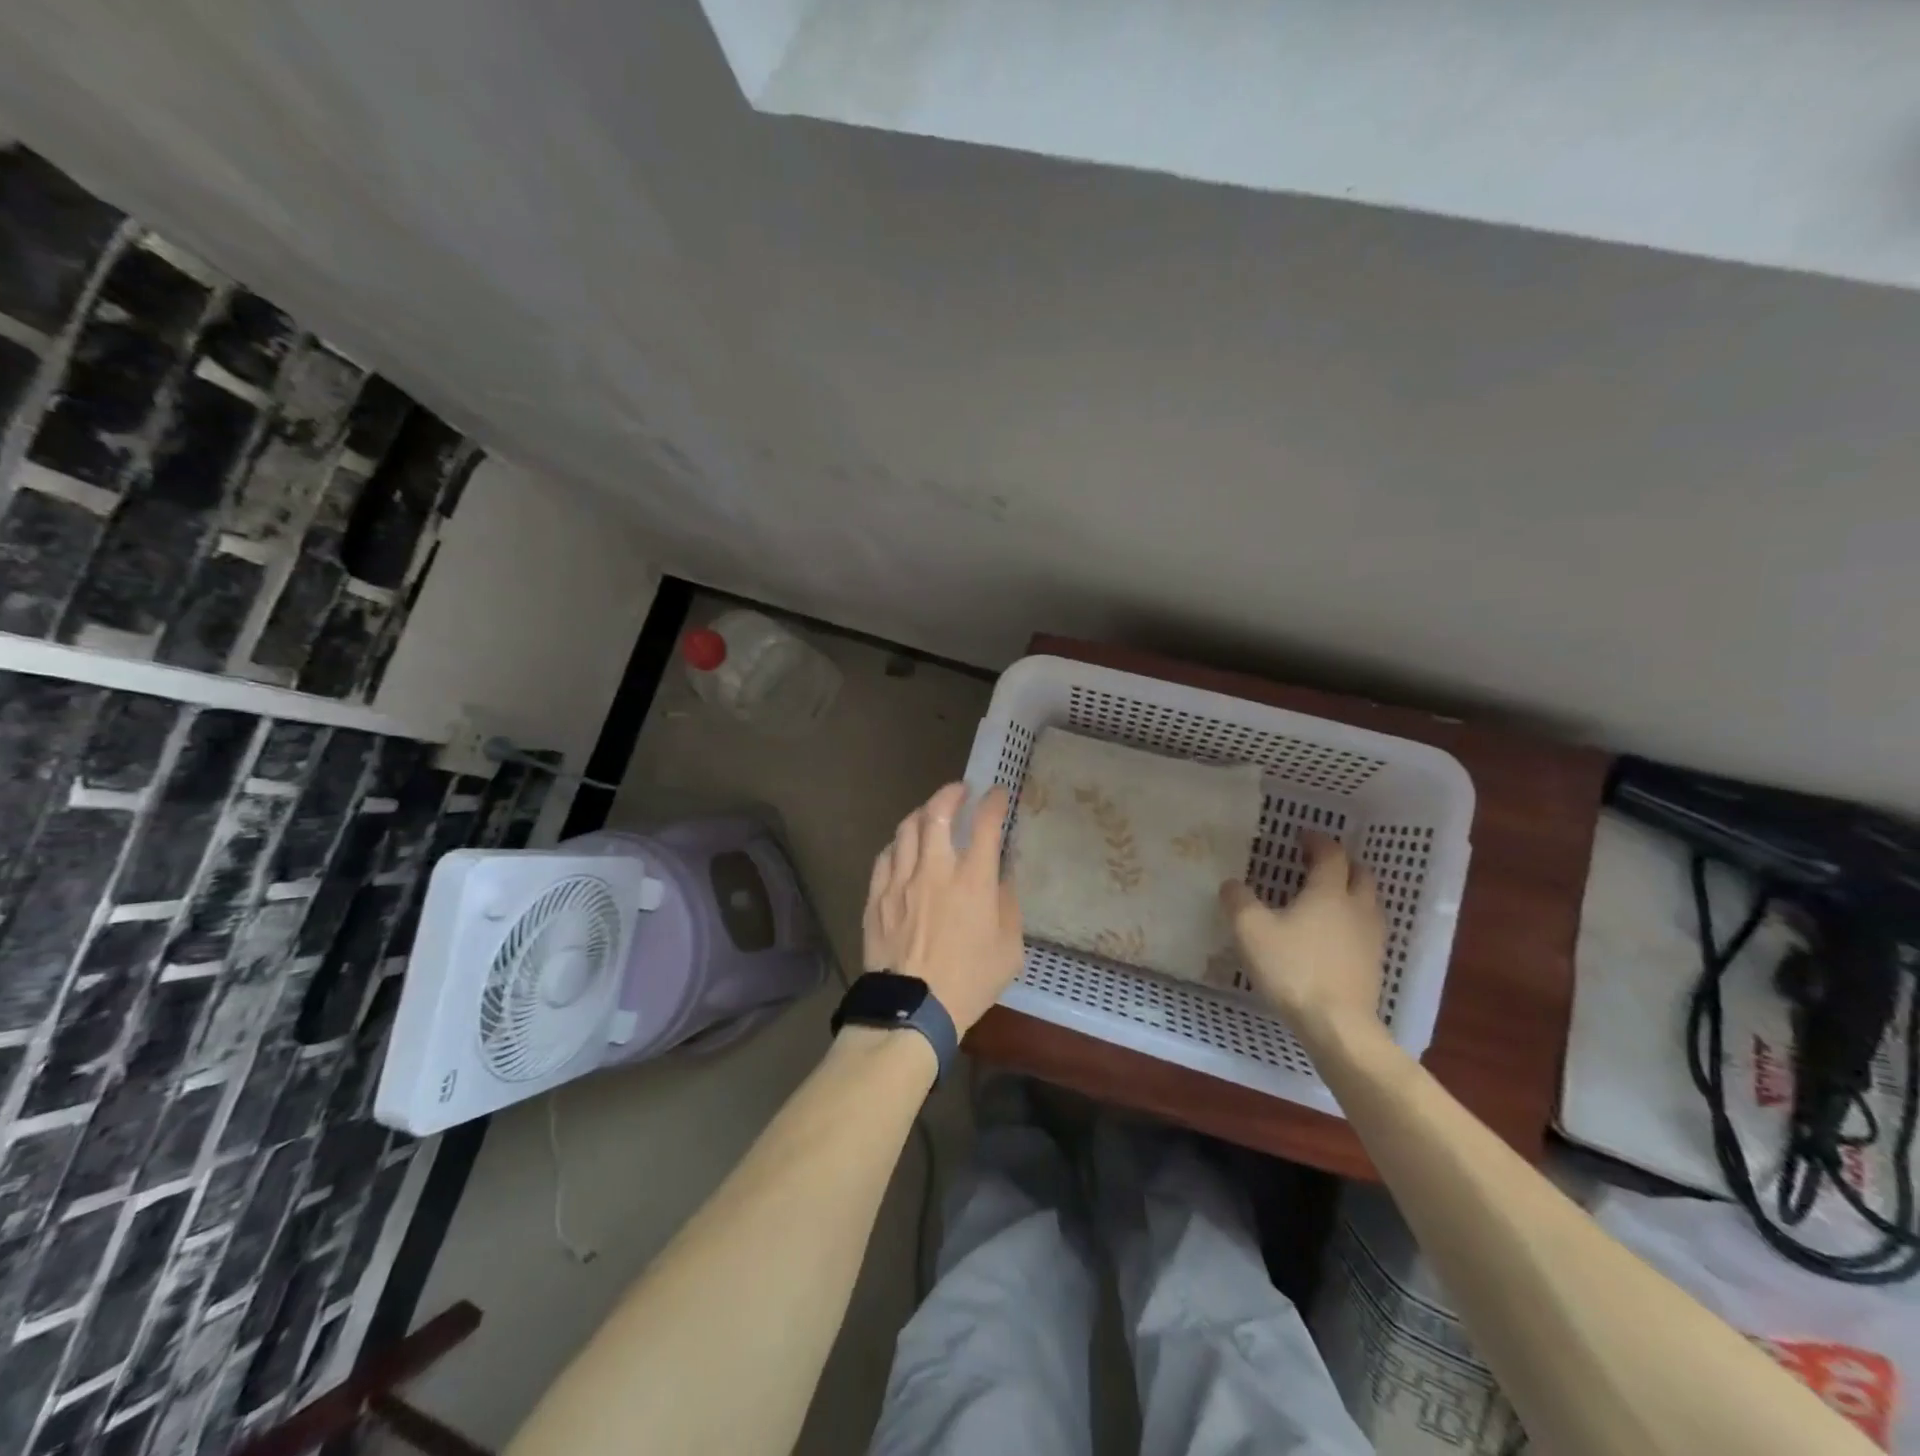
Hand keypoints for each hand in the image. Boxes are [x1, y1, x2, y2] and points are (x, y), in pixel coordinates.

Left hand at [863, 783, 1023, 1034]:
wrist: (912, 1009)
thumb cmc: (969, 981)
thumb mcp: (1008, 948)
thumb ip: (1007, 904)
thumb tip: (1000, 876)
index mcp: (972, 880)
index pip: (985, 824)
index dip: (993, 802)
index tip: (997, 794)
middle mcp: (934, 870)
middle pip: (936, 813)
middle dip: (950, 794)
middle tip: (959, 792)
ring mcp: (900, 881)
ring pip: (906, 829)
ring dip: (922, 814)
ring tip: (930, 814)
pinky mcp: (876, 897)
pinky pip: (885, 857)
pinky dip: (898, 844)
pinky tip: (903, 848)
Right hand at [1220, 830, 1385, 1043]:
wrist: (1337, 1024)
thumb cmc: (1293, 968)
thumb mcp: (1250, 930)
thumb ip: (1238, 901)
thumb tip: (1231, 883)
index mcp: (1329, 892)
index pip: (1331, 855)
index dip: (1317, 841)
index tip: (1301, 835)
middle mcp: (1356, 908)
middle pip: (1360, 874)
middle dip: (1341, 864)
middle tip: (1318, 863)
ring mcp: (1371, 938)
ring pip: (1368, 902)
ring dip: (1351, 891)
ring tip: (1326, 898)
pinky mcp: (1373, 964)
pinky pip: (1366, 929)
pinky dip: (1351, 920)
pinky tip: (1332, 935)